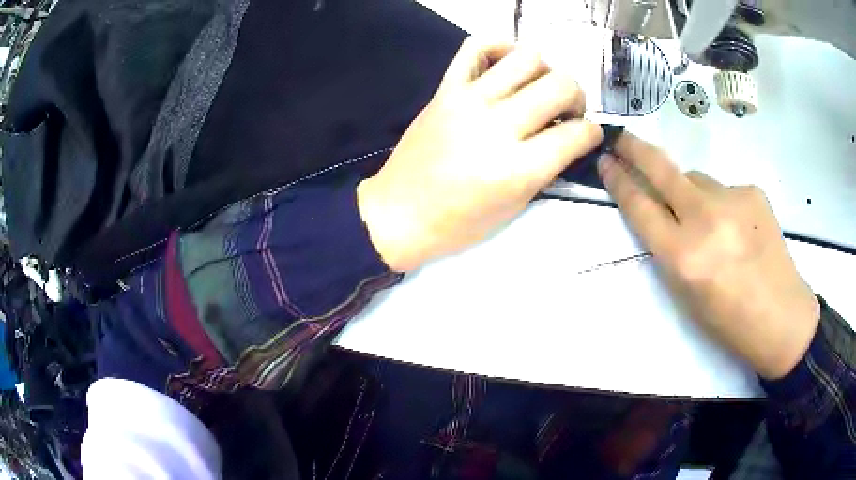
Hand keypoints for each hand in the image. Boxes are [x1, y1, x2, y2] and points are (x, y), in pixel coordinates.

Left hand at [357, 38, 602, 271]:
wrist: (399, 213)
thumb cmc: (458, 224)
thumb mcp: (515, 206)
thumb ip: (547, 168)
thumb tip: (568, 136)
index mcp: (517, 169)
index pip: (577, 133)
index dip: (592, 132)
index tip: (588, 134)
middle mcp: (497, 127)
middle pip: (560, 86)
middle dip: (576, 97)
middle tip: (567, 111)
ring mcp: (468, 101)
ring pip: (526, 58)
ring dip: (545, 70)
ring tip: (538, 87)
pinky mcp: (445, 89)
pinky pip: (476, 46)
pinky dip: (500, 46)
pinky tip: (507, 65)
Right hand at [599, 134, 819, 379]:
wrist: (781, 316)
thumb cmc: (728, 320)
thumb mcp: (686, 295)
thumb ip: (669, 248)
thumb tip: (662, 210)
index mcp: (683, 257)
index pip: (640, 207)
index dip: (619, 181)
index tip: (606, 162)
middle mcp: (704, 219)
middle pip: (662, 170)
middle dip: (635, 149)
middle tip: (621, 137)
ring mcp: (732, 199)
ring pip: (696, 178)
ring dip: (691, 191)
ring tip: (712, 223)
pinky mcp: (752, 190)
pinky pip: (723, 189)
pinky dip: (722, 203)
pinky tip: (739, 228)